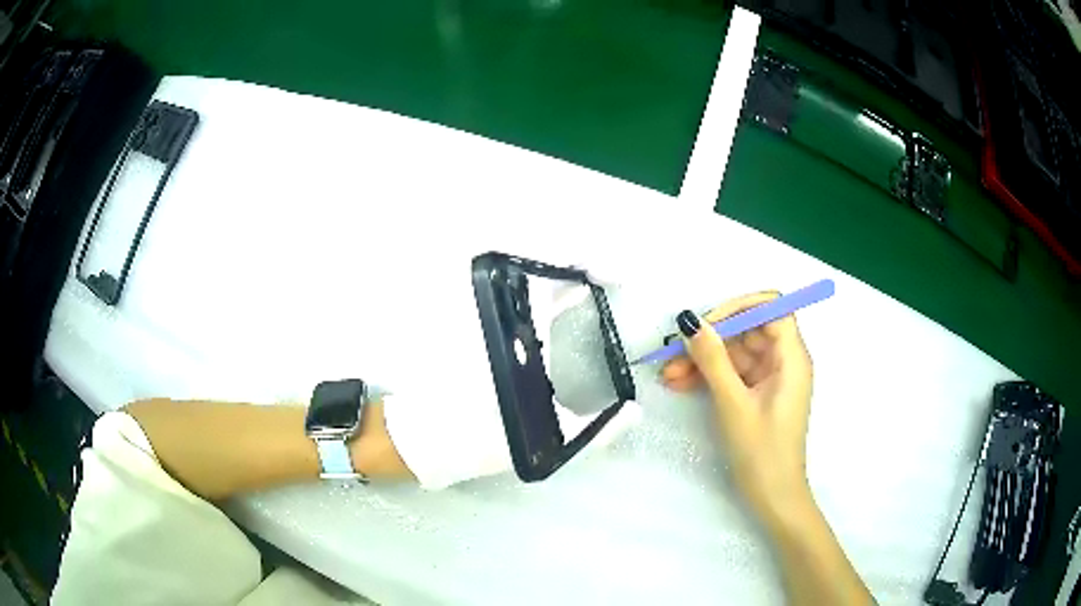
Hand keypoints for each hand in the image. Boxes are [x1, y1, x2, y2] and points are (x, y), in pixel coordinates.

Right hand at [661, 292, 813, 522]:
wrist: (772, 497)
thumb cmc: (761, 451)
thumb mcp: (733, 403)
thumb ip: (713, 360)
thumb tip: (690, 321)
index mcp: (791, 357)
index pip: (771, 308)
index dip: (739, 308)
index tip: (707, 325)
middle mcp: (783, 361)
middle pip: (747, 331)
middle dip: (711, 340)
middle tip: (674, 354)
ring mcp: (770, 378)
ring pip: (734, 354)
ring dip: (702, 361)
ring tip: (668, 375)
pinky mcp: (757, 394)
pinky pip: (731, 374)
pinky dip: (708, 377)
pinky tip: (680, 384)